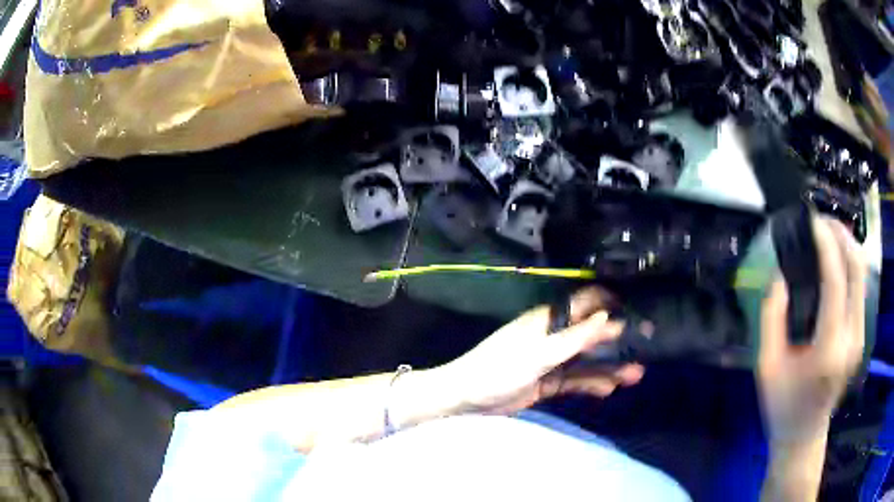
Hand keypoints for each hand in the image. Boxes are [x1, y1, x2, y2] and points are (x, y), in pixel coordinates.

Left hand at [439, 287, 644, 415]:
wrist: (468, 398)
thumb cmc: (500, 368)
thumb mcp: (539, 354)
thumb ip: (575, 338)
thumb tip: (608, 317)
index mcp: (549, 320)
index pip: (586, 305)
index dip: (611, 305)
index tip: (638, 309)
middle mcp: (554, 336)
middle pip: (592, 335)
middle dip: (618, 339)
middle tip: (647, 344)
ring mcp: (553, 361)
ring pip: (587, 361)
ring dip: (610, 367)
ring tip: (636, 374)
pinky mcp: (549, 382)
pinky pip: (576, 381)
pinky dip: (593, 384)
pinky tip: (611, 389)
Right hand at [757, 217, 865, 445]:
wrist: (803, 435)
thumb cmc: (782, 405)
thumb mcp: (766, 365)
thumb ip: (771, 317)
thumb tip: (780, 275)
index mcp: (829, 350)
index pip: (836, 282)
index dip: (826, 245)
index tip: (811, 222)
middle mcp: (851, 338)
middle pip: (857, 269)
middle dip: (841, 236)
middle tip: (820, 221)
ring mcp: (859, 337)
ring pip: (862, 274)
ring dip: (848, 246)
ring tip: (828, 233)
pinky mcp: (860, 335)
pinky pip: (860, 287)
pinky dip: (850, 264)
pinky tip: (836, 259)